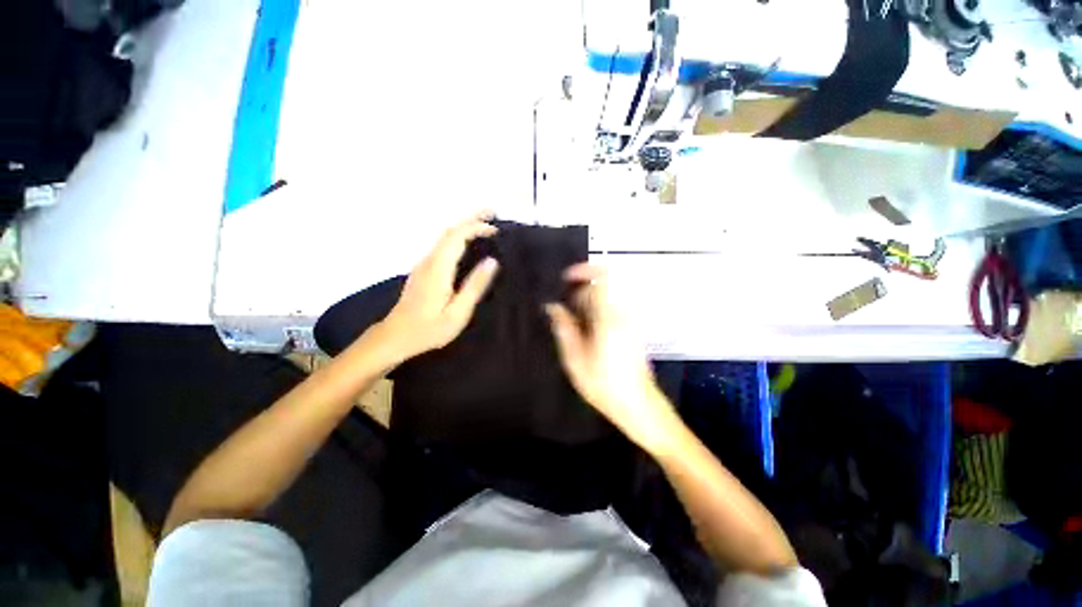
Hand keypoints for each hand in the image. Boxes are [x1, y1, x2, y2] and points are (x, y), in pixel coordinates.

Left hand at [378, 212, 499, 360]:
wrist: (395, 337)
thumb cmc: (429, 329)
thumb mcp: (458, 313)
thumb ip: (475, 286)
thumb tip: (492, 261)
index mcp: (438, 268)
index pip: (457, 236)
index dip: (476, 227)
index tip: (496, 229)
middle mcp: (429, 260)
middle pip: (449, 230)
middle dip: (471, 218)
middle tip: (493, 212)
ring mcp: (424, 264)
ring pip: (445, 236)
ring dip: (464, 226)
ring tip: (484, 224)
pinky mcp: (423, 270)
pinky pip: (442, 245)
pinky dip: (458, 237)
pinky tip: (467, 244)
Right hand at [546, 264, 680, 453]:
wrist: (638, 405)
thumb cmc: (603, 384)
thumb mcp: (575, 359)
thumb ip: (563, 328)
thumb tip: (552, 306)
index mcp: (609, 317)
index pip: (604, 277)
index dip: (584, 270)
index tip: (566, 279)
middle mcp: (622, 314)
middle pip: (600, 288)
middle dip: (579, 294)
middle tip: (563, 313)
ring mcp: (629, 322)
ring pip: (605, 300)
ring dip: (586, 305)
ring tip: (573, 326)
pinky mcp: (631, 330)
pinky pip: (611, 310)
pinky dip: (596, 313)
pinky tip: (586, 334)